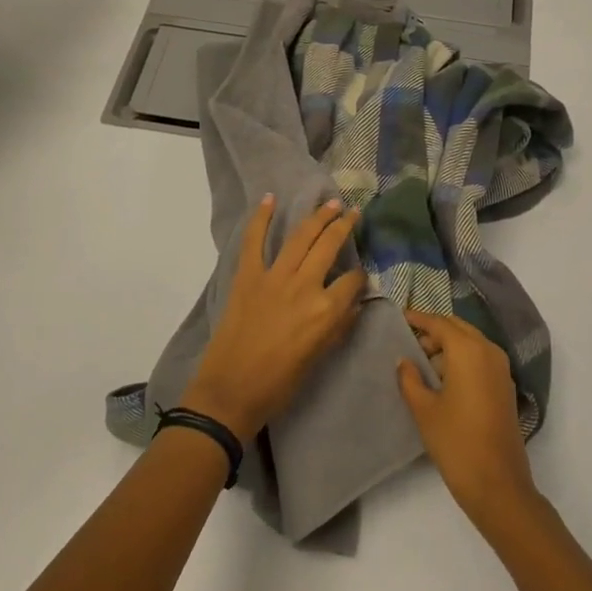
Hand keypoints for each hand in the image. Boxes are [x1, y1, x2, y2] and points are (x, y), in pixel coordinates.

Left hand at [179, 195, 365, 445]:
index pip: (353, 280)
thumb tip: (353, 305)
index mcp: (326, 311)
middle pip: (329, 246)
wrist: (231, 391)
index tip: (359, 275)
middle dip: (344, 226)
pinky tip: (270, 199)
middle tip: (352, 212)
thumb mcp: (319, 357)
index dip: (360, 276)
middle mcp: (304, 286)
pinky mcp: (248, 276)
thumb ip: (338, 327)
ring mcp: (274, 277)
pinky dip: (261, 218)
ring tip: (330, 203)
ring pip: (301, 237)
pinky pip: (254, 241)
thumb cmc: (280, 384)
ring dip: (317, 216)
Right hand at [398, 310, 538, 534]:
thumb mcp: (424, 409)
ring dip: (449, 346)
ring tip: (423, 365)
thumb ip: (410, 379)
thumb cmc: (456, 442)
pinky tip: (444, 380)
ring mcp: (501, 369)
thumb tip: (404, 361)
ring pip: (471, 343)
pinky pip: (481, 359)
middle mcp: (488, 351)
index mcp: (468, 350)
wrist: (498, 485)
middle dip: (434, 332)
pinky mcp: (505, 387)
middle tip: (410, 345)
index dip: (418, 319)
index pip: (439, 323)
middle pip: (457, 328)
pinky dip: (462, 360)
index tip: (400, 317)